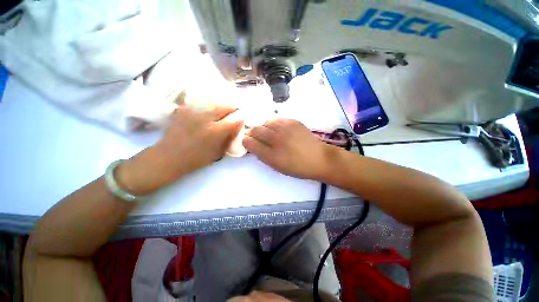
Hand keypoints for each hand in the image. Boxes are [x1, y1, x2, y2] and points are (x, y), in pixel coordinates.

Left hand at [117, 104, 242, 194]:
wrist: (169, 156)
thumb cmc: (196, 158)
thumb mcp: (218, 152)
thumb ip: (229, 138)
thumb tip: (237, 127)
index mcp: (215, 131)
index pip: (235, 119)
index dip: (241, 118)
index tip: (244, 118)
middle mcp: (205, 118)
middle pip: (225, 106)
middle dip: (234, 108)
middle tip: (237, 110)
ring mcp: (193, 111)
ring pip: (215, 102)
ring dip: (223, 105)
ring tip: (226, 109)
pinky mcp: (185, 109)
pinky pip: (202, 103)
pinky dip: (210, 105)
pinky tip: (211, 109)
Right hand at [242, 118, 337, 179]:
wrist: (319, 158)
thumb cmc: (297, 167)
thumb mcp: (277, 167)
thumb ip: (263, 155)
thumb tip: (253, 145)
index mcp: (272, 155)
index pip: (249, 142)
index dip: (246, 141)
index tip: (248, 143)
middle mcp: (277, 139)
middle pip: (255, 129)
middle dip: (252, 133)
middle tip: (256, 137)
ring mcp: (285, 128)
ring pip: (265, 122)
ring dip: (263, 128)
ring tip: (268, 133)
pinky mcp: (293, 121)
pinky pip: (276, 119)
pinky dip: (273, 124)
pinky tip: (278, 129)